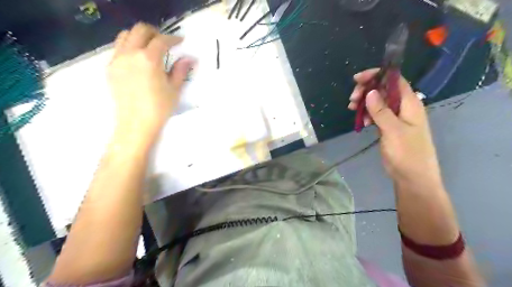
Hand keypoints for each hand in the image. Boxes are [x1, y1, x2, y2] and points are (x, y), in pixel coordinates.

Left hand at [108, 22, 193, 140]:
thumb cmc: (159, 108)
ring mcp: (117, 60)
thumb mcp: (174, 89)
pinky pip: (118, 49)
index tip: (180, 41)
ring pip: (126, 36)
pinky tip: (138, 61)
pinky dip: (129, 47)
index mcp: (149, 59)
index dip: (173, 38)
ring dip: (140, 37)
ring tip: (150, 48)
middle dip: (155, 32)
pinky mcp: (110, 68)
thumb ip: (181, 70)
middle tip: (165, 42)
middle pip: (140, 30)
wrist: (135, 124)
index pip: (162, 40)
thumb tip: (190, 58)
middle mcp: (130, 54)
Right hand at [348, 69, 444, 187]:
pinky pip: (377, 115)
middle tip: (352, 99)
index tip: (358, 79)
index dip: (377, 75)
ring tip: (352, 108)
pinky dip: (367, 115)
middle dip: (366, 90)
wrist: (412, 177)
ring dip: (364, 103)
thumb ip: (381, 111)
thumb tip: (370, 92)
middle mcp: (403, 107)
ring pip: (378, 102)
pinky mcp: (389, 127)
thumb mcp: (393, 130)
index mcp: (410, 104)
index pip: (394, 80)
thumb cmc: (407, 153)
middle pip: (384, 90)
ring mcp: (396, 118)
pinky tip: (361, 121)